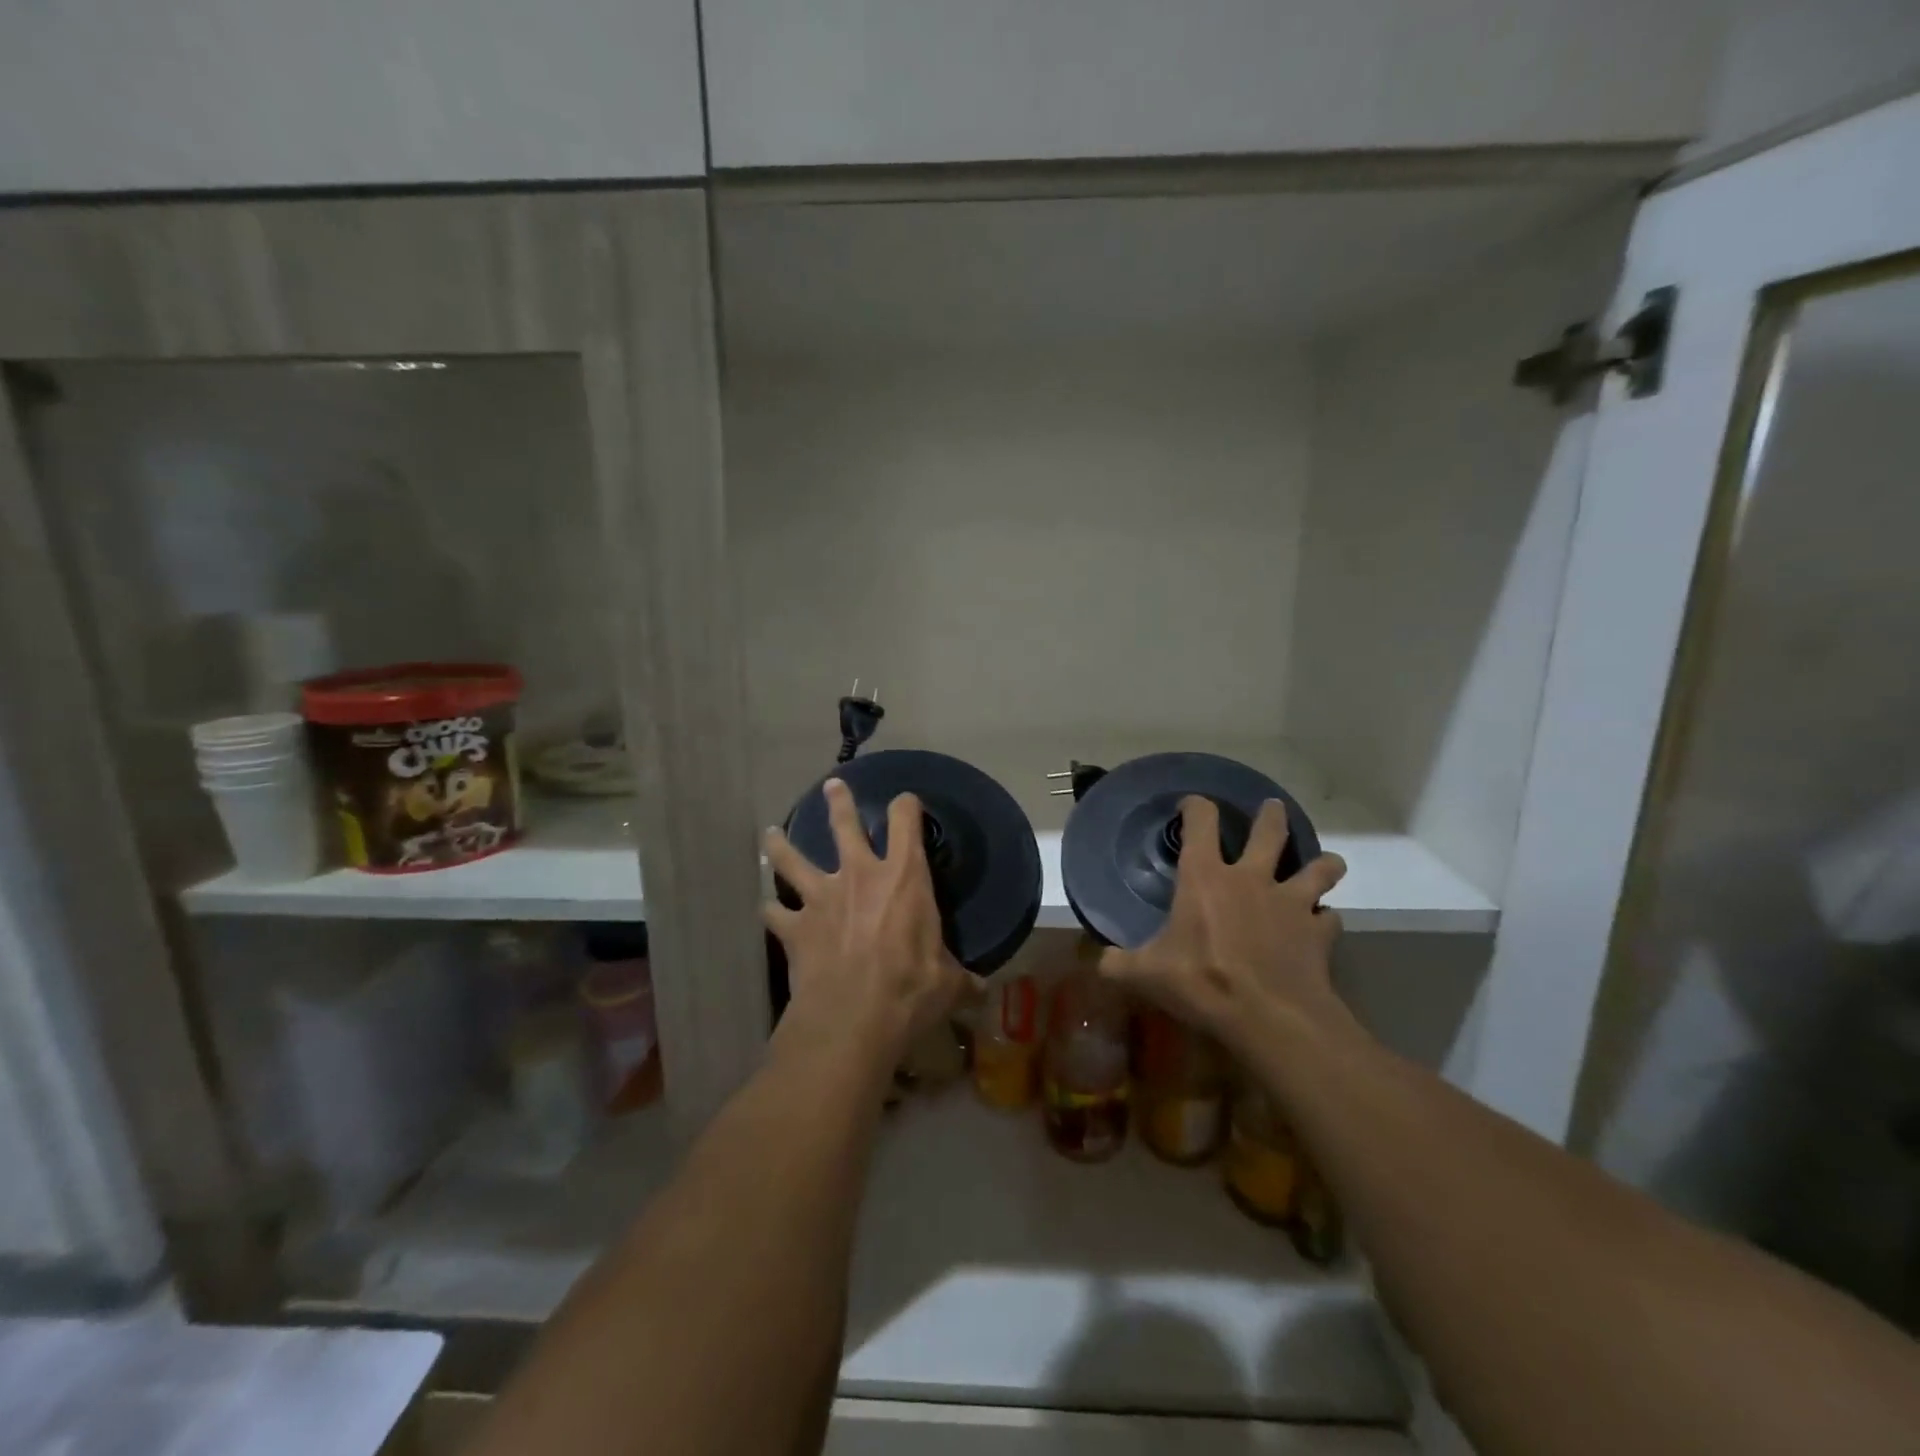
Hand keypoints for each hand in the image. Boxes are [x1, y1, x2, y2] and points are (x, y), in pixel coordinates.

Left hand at [763, 779, 968, 1070]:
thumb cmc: (910, 991)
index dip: (906, 806)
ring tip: (771, 833)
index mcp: (903, 878)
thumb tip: (982, 991)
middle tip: (831, 786)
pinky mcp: (794, 928)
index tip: (907, 801)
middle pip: (843, 825)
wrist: (852, 1019)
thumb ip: (963, 980)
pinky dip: (771, 909)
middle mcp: (859, 876)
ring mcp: (821, 899)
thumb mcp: (948, 985)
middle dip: (838, 802)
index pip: (906, 821)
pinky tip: (767, 908)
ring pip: (793, 859)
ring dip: (781, 845)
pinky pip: (774, 912)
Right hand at [1098, 796, 1348, 1059]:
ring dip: (1322, 864)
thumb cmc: (1202, 982)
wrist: (1271, 1016)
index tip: (1192, 804)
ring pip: (1316, 869)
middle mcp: (1251, 879)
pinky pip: (1329, 918)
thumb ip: (1118, 963)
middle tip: (1273, 807)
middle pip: (1269, 833)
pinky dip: (1325, 919)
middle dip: (1271, 816)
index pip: (1201, 822)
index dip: (1196, 806)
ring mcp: (1291, 903)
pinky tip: (1322, 926)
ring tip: (1326, 862)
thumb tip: (1097, 961)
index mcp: (1206, 878)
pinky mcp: (1319, 933)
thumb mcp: (1147, 975)